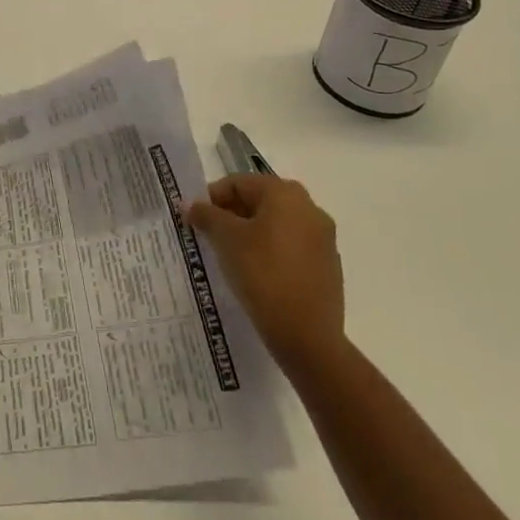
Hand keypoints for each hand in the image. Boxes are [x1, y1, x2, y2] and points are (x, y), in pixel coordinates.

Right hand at [189, 175, 344, 375]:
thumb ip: (207, 215)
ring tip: (230, 257)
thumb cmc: (262, 273)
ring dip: (251, 234)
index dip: (212, 198)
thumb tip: (191, 204)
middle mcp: (310, 208)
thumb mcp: (226, 239)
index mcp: (286, 193)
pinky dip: (271, 253)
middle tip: (209, 236)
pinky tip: (256, 275)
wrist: (307, 336)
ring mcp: (323, 239)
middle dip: (231, 216)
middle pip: (259, 202)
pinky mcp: (328, 267)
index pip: (239, 183)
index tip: (195, 219)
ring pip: (276, 226)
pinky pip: (291, 249)